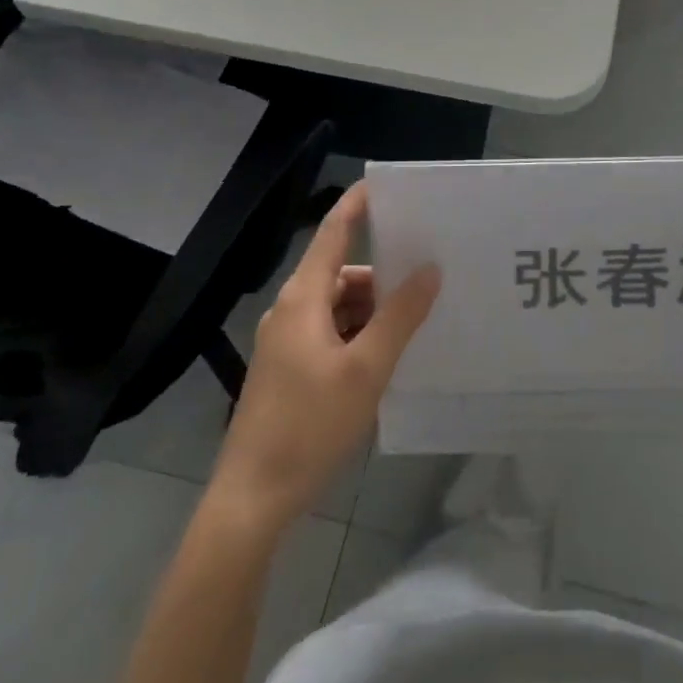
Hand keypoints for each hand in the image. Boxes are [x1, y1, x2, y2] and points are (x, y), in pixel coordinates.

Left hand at [208, 182, 438, 535]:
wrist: (252, 497)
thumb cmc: (310, 425)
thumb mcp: (367, 369)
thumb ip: (400, 316)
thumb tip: (429, 269)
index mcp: (303, 298)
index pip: (333, 233)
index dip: (357, 205)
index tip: (385, 184)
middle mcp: (290, 310)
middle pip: (340, 273)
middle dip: (382, 276)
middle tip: (427, 279)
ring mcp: (284, 341)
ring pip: (336, 307)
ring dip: (371, 311)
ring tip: (412, 325)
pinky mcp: (286, 368)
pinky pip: (328, 333)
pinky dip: (357, 335)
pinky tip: (383, 357)